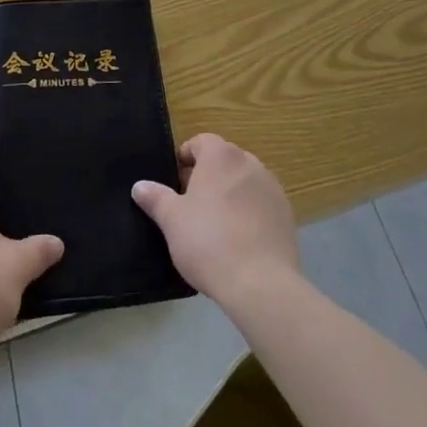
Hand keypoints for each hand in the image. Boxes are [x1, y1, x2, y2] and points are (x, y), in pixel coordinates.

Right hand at [132, 133, 300, 310]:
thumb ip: (156, 198)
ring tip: (214, 226)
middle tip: (190, 206)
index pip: (200, 142)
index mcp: (221, 156)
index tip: (174, 183)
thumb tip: (140, 186)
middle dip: (206, 177)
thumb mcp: (172, 220)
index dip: (185, 158)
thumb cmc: (209, 242)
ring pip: (243, 183)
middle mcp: (250, 163)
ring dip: (229, 195)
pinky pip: (260, 205)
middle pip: (223, 161)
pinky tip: (238, 242)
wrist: (261, 284)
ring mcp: (272, 188)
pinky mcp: (286, 215)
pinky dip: (248, 214)